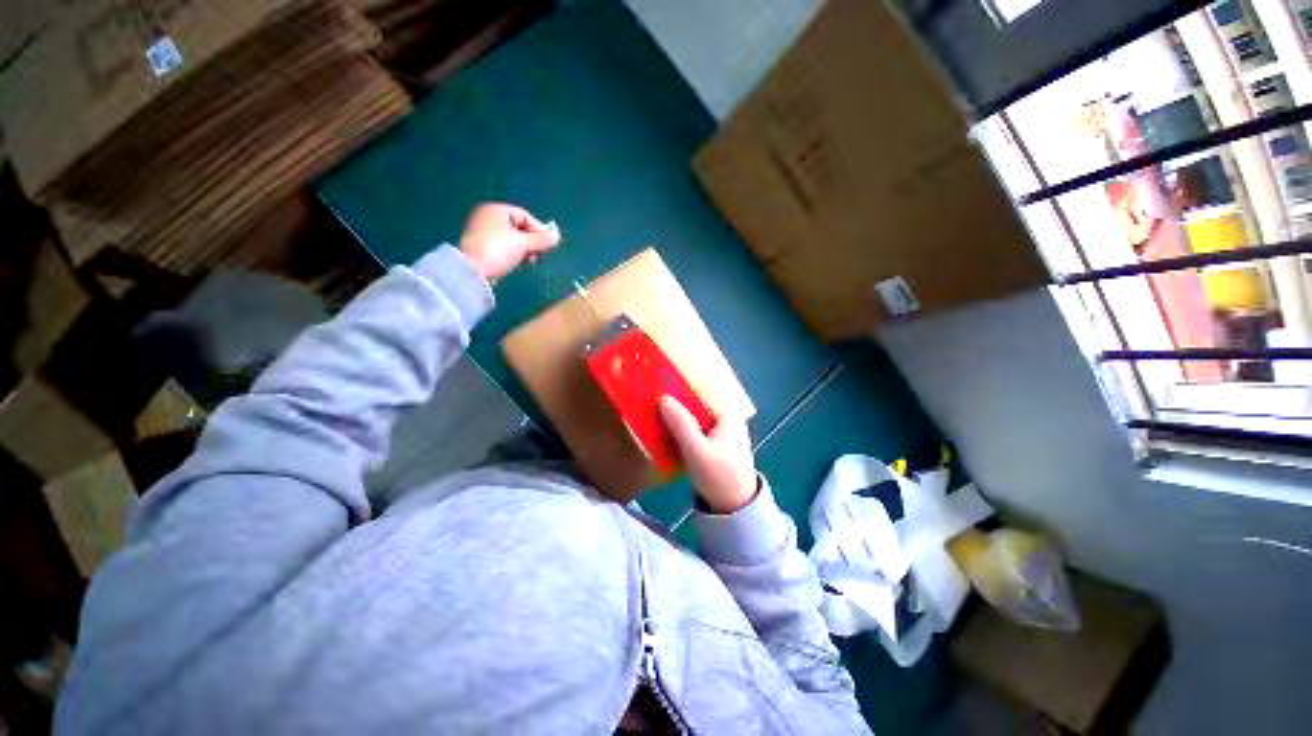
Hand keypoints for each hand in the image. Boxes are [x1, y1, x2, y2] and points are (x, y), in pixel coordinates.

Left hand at [459, 203, 560, 282]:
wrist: (473, 270)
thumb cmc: (498, 250)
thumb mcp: (523, 243)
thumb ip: (541, 240)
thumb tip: (557, 238)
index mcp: (496, 210)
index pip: (524, 215)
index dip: (539, 229)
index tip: (549, 244)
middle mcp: (488, 217)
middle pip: (518, 227)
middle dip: (532, 241)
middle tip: (541, 254)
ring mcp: (483, 233)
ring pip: (512, 239)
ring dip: (526, 249)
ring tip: (532, 261)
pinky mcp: (482, 248)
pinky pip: (504, 247)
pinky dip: (515, 254)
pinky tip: (521, 263)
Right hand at [659, 395, 757, 513]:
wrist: (736, 508)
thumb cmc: (719, 476)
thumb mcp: (696, 450)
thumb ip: (680, 424)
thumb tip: (663, 398)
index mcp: (727, 414)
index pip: (699, 393)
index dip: (678, 390)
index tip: (656, 391)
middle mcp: (727, 418)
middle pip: (696, 406)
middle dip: (676, 406)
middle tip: (652, 406)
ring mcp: (723, 432)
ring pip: (695, 419)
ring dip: (678, 419)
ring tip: (655, 418)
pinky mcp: (717, 444)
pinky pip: (697, 431)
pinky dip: (684, 431)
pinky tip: (668, 435)